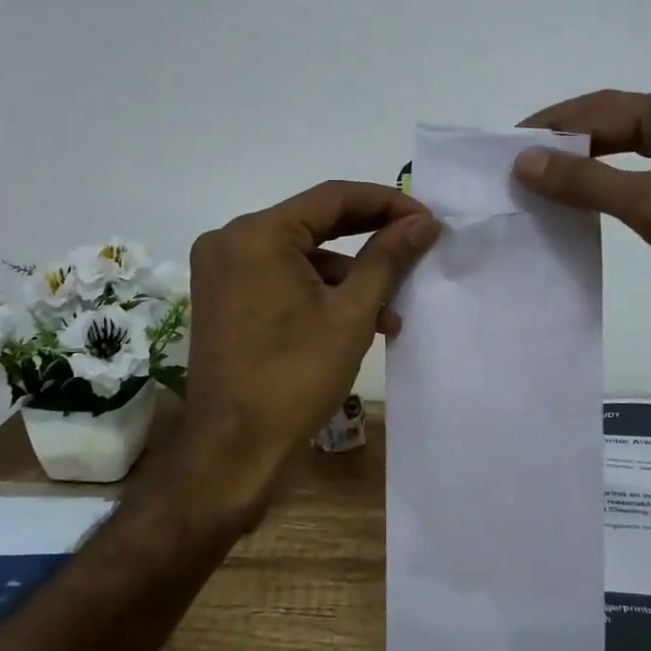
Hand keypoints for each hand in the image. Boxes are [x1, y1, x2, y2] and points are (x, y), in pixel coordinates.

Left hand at [177, 181, 439, 511]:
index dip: (386, 202)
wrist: (233, 453)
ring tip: (394, 310)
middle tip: (418, 244)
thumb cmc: (295, 378)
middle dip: (371, 236)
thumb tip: (423, 222)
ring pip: (303, 255)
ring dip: (351, 275)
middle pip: (316, 222)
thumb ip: (388, 258)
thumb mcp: (352, 313)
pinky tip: (360, 322)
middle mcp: (232, 240)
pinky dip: (321, 293)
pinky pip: (283, 278)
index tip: (427, 218)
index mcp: (257, 234)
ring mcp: (223, 271)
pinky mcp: (225, 298)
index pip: (332, 197)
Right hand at [515, 81, 650, 327]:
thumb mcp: (647, 202)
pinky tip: (587, 195)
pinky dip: (613, 178)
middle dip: (565, 139)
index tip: (506, 146)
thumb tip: (523, 160)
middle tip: (517, 160)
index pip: (597, 111)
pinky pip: (645, 168)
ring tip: (542, 176)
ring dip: (587, 159)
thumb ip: (583, 179)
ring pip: (628, 144)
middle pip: (612, 121)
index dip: (550, 128)